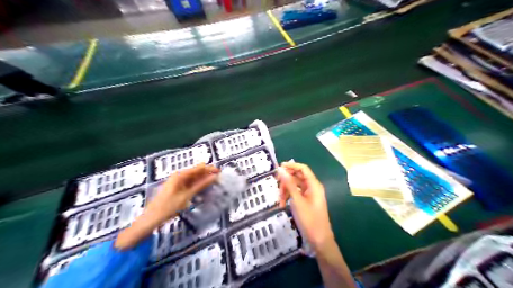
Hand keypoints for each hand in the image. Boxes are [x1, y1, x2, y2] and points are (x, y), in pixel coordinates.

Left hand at [146, 163, 219, 225]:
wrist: (151, 219)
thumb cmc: (168, 207)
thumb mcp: (186, 196)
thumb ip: (201, 185)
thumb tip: (214, 177)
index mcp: (180, 175)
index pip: (198, 168)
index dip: (210, 169)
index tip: (220, 172)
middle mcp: (179, 176)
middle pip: (196, 172)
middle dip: (207, 174)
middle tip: (219, 179)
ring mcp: (177, 182)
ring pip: (194, 178)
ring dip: (203, 180)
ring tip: (215, 183)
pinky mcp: (177, 189)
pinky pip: (190, 184)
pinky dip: (198, 185)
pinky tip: (204, 189)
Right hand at [279, 162, 335, 251]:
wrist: (319, 240)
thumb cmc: (309, 219)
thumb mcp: (297, 201)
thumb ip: (289, 184)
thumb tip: (281, 169)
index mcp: (314, 185)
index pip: (303, 169)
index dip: (291, 166)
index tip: (279, 167)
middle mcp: (312, 187)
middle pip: (298, 177)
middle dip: (286, 181)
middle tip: (276, 185)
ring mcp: (309, 195)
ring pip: (295, 186)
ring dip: (286, 191)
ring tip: (280, 201)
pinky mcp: (306, 202)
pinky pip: (296, 194)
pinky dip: (289, 197)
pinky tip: (283, 205)